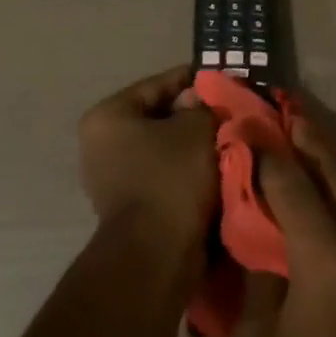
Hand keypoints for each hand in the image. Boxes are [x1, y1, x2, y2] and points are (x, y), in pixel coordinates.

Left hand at [78, 66, 219, 265]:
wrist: (156, 255)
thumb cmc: (171, 180)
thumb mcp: (196, 130)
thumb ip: (204, 106)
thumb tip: (205, 100)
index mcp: (109, 116)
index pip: (161, 83)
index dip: (199, 81)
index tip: (231, 82)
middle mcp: (101, 143)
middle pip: (161, 116)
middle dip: (198, 116)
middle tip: (234, 113)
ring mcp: (112, 176)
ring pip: (165, 147)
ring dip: (196, 145)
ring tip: (232, 140)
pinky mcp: (129, 204)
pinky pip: (165, 173)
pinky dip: (189, 170)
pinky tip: (218, 168)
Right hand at [228, 113, 335, 336]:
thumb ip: (255, 273)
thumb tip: (252, 228)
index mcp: (326, 256)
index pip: (291, 184)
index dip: (265, 151)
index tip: (244, 124)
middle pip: (335, 174)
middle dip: (307, 138)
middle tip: (283, 107)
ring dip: (329, 162)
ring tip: (303, 136)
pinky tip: (326, 188)